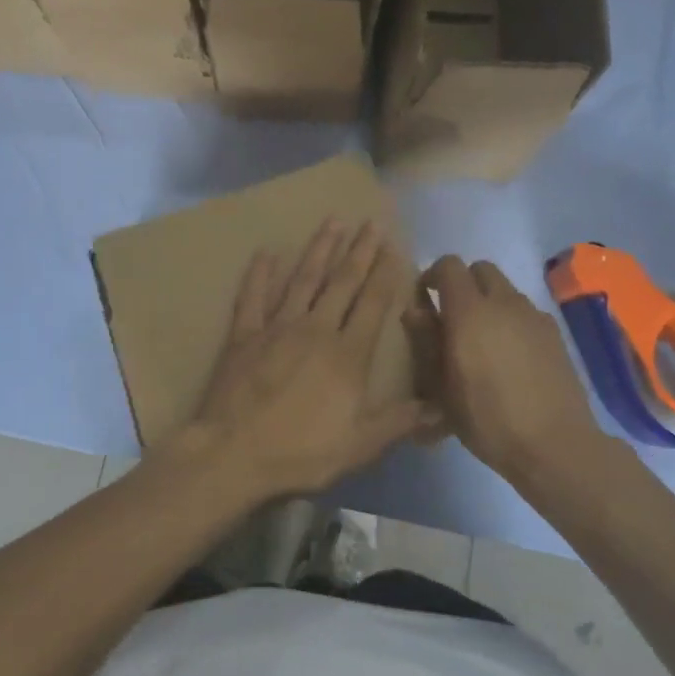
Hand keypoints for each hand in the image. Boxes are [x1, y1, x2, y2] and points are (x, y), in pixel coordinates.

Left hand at [181, 219, 429, 503]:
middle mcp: (315, 329)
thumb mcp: (360, 445)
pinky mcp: (243, 335)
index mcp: (347, 354)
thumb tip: (441, 408)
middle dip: (359, 251)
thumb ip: (399, 421)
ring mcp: (276, 327)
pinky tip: (267, 252)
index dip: (385, 274)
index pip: (373, 304)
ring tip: (333, 221)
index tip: (394, 247)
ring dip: (319, 249)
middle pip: (342, 282)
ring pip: (303, 279)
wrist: (233, 454)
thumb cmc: (301, 452)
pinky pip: (253, 296)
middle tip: (370, 222)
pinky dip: (260, 274)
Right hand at [412, 256, 607, 479]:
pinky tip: (511, 356)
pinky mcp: (555, 333)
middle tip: (453, 316)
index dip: (433, 275)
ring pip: (506, 289)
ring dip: (489, 301)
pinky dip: (512, 320)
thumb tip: (415, 310)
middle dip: (464, 282)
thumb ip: (426, 342)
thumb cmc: (487, 419)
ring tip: (483, 340)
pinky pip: (526, 311)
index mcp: (469, 312)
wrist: (554, 444)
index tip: (425, 299)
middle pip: (481, 268)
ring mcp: (534, 316)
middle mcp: (504, 303)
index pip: (449, 266)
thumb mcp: (442, 387)